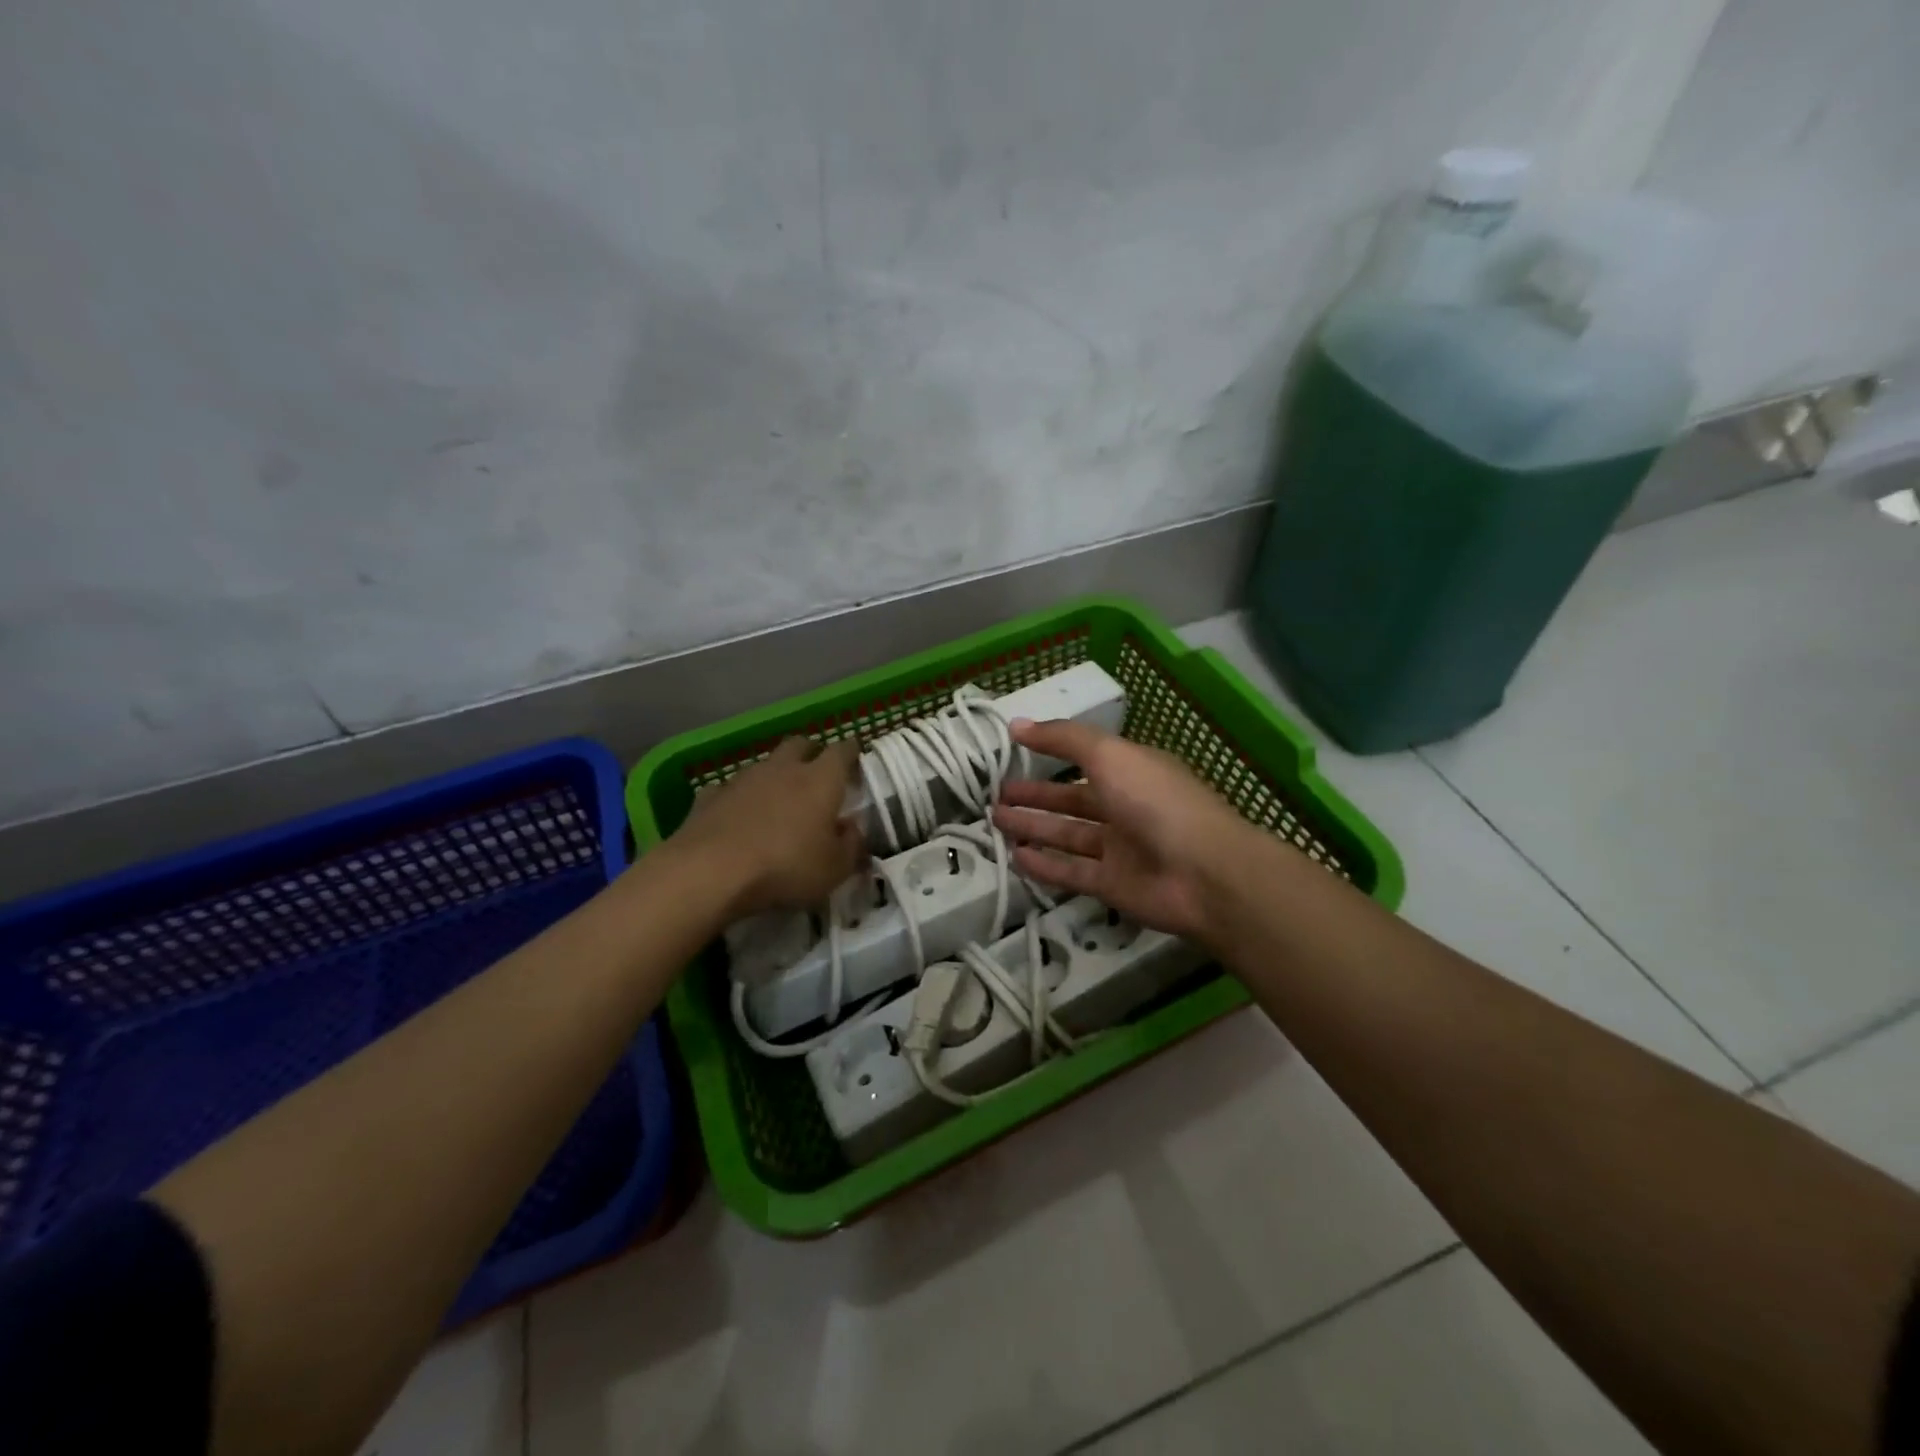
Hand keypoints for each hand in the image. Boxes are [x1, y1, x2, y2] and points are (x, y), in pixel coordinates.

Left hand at [674, 737, 865, 915]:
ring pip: (765, 764)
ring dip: (775, 775)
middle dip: (812, 753)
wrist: (710, 872)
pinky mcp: (710, 796)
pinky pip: (730, 788)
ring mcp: (743, 779)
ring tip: (778, 800)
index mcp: (821, 780)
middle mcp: (783, 768)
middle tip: (818, 774)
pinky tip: (738, 817)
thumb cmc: (785, 867)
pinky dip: (739, 798)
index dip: (851, 752)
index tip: (856, 760)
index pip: (842, 750)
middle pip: (801, 744)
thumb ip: (851, 846)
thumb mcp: (835, 869)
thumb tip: (853, 829)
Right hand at [991, 719, 1262, 943]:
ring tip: (995, 819)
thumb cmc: (1156, 801)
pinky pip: (1071, 871)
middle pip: (1073, 798)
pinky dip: (1044, 865)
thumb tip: (1016, 723)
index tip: (1014, 748)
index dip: (1052, 752)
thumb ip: (1063, 739)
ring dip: (1034, 827)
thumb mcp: (1109, 755)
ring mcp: (1121, 849)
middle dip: (1036, 795)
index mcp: (1133, 771)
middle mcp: (1127, 807)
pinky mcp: (1113, 885)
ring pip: (1068, 835)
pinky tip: (1015, 857)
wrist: (1203, 874)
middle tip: (996, 793)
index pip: (1087, 758)